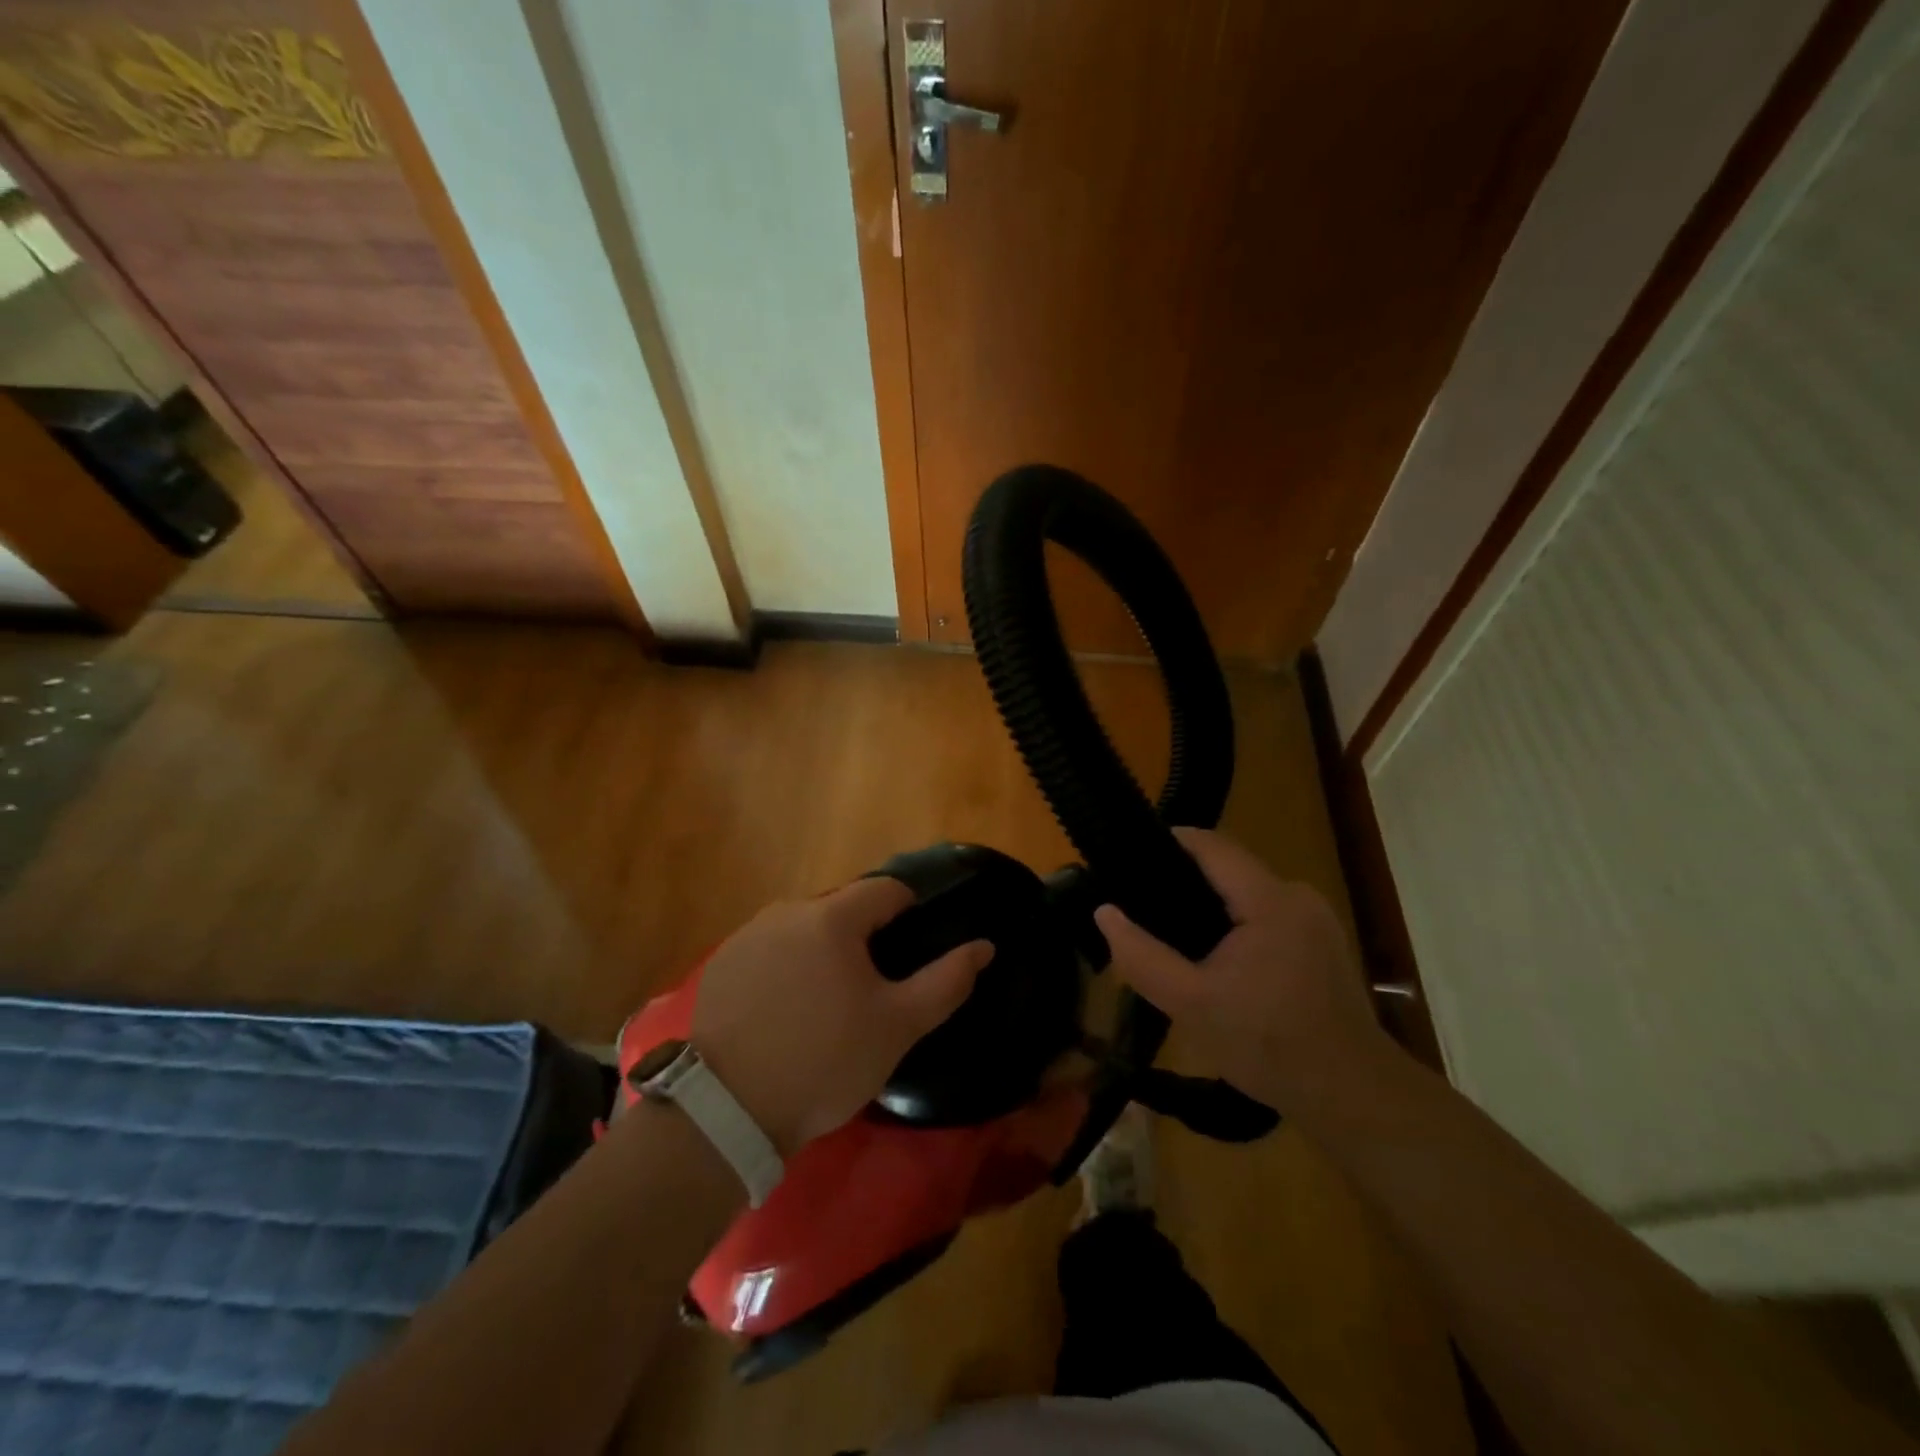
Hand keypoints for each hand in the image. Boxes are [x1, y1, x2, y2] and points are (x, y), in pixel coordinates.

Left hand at [692, 879, 992, 1155]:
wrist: (728, 1111)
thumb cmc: (826, 1061)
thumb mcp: (898, 1026)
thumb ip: (946, 980)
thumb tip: (984, 946)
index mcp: (833, 917)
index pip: (885, 889)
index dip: (909, 911)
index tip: (912, 949)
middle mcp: (787, 912)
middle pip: (842, 910)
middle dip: (863, 938)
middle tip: (870, 989)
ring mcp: (747, 937)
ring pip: (803, 930)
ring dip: (822, 952)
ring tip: (826, 1004)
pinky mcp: (720, 965)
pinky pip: (768, 952)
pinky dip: (785, 969)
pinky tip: (784, 1014)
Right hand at [1093, 828, 1391, 1114]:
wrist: (1352, 1096)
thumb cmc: (1269, 1046)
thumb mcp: (1190, 1004)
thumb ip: (1141, 956)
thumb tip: (1104, 912)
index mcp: (1270, 900)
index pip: (1211, 845)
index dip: (1167, 842)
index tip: (1127, 859)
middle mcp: (1297, 895)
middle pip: (1228, 869)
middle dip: (1183, 882)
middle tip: (1141, 910)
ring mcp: (1316, 918)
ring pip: (1246, 894)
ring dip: (1209, 908)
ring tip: (1170, 936)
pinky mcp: (1322, 942)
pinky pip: (1266, 915)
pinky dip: (1235, 926)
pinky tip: (1216, 960)